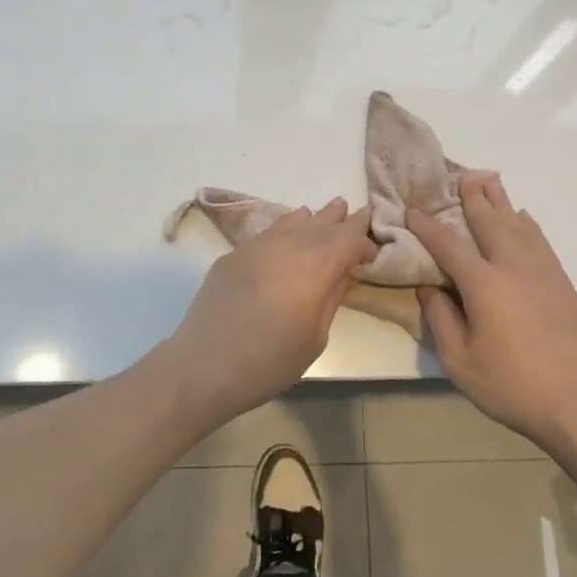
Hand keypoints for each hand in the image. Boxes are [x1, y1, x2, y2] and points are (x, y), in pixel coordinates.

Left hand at [166, 199, 375, 416]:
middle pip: (322, 223)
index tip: (371, 253)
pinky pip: (268, 232)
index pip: (349, 239)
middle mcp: (289, 246)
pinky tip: (288, 229)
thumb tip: (344, 272)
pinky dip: (285, 227)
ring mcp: (257, 246)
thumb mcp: (315, 337)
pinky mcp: (233, 255)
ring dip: (313, 218)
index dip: (364, 241)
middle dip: (341, 219)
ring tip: (325, 212)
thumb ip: (332, 298)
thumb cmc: (270, 360)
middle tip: (356, 212)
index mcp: (316, 266)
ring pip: (293, 221)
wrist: (205, 364)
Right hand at [408, 174, 576, 446]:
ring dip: (501, 202)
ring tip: (489, 182)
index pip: (449, 245)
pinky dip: (527, 224)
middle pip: (490, 222)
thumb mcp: (460, 362)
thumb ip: (441, 319)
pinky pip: (540, 242)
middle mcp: (514, 268)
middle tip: (461, 175)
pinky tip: (523, 219)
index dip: (428, 225)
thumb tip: (429, 287)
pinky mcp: (563, 284)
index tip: (412, 208)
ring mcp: (543, 273)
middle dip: (473, 197)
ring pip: (519, 225)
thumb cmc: (511, 386)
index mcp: (485, 285)